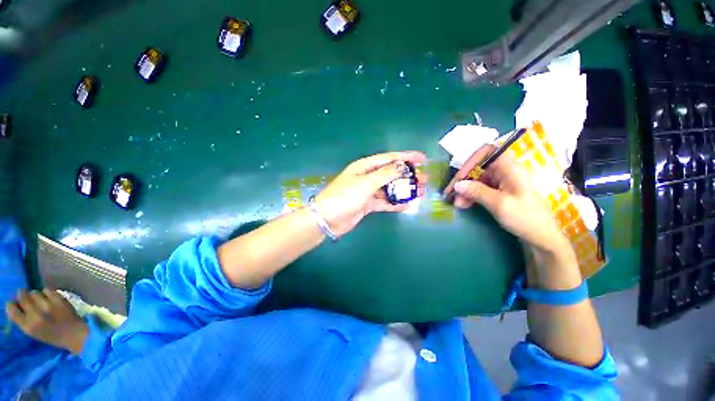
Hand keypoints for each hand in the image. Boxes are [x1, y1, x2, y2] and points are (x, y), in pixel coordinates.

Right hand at [5, 289, 88, 353]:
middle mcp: (35, 315)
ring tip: (41, 301)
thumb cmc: (52, 335)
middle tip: (28, 299)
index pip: (11, 309)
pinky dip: (48, 293)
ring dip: (37, 296)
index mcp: (27, 326)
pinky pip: (47, 290)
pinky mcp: (59, 300)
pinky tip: (51, 299)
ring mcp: (48, 306)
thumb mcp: (33, 332)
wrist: (74, 334)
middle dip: (23, 296)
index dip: (12, 304)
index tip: (15, 303)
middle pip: (22, 296)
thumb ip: (24, 319)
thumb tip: (16, 303)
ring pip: (34, 292)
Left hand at [315, 151, 425, 236]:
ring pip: (390, 188)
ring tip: (420, 192)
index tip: (422, 158)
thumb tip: (402, 166)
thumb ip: (385, 174)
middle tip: (424, 179)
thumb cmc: (345, 196)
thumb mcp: (365, 183)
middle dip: (408, 175)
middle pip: (391, 173)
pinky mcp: (368, 204)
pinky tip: (407, 205)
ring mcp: (368, 191)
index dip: (406, 157)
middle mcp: (367, 177)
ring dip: (404, 190)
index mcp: (365, 167)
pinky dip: (395, 204)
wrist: (328, 218)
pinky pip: (385, 202)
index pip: (389, 158)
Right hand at [444, 145, 568, 252]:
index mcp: (511, 168)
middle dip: (464, 180)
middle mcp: (506, 171)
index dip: (470, 162)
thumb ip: (477, 192)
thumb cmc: (525, 218)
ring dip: (465, 190)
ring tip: (457, 203)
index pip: (486, 153)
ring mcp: (503, 182)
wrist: (542, 237)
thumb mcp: (499, 204)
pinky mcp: (500, 192)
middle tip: (451, 194)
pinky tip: (464, 205)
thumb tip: (458, 184)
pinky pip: (481, 189)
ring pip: (478, 180)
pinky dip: (472, 195)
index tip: (459, 178)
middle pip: (479, 168)